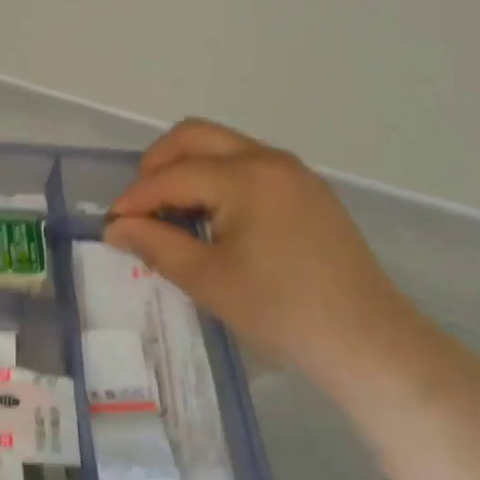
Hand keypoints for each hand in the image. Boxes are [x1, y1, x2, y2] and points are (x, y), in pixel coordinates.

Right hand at [105, 119, 411, 370]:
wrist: (368, 343)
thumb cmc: (282, 312)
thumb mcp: (208, 280)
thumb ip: (155, 245)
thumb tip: (115, 227)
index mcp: (245, 177)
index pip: (172, 175)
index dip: (135, 199)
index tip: (110, 224)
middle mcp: (269, 159)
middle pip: (194, 136)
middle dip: (157, 164)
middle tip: (140, 206)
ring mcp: (293, 172)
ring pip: (221, 146)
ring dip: (187, 168)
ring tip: (172, 214)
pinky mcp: (307, 190)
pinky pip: (247, 164)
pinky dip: (217, 178)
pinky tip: (212, 219)